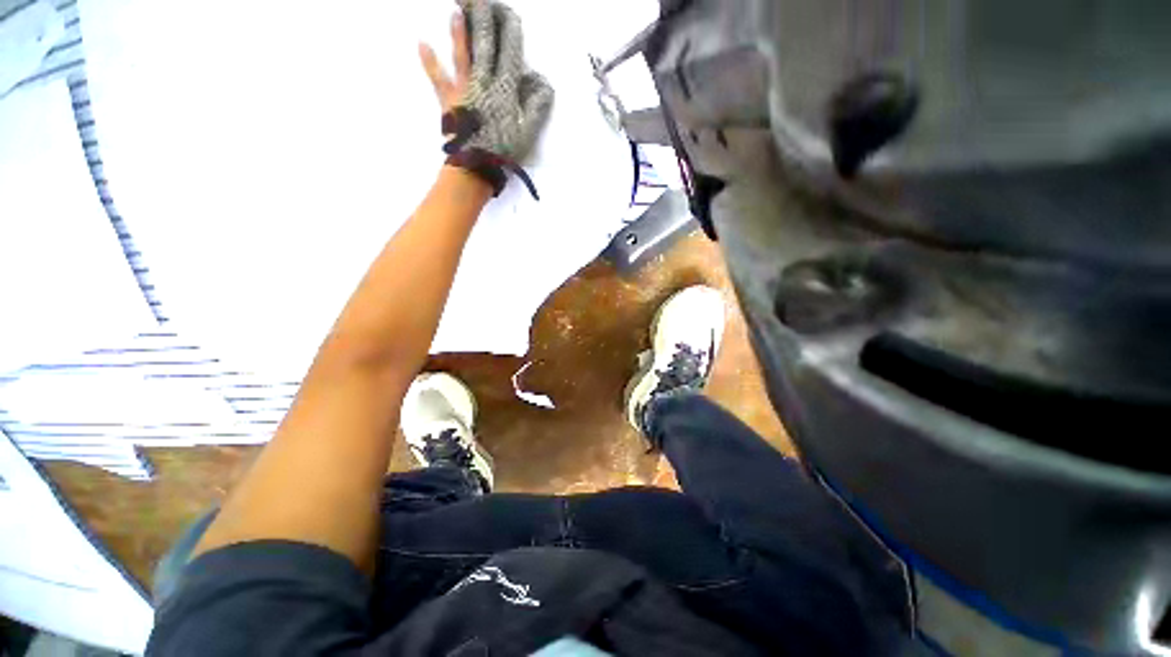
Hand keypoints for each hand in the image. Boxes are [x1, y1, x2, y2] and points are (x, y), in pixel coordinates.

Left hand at [418, 0, 553, 196]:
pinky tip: (421, 43)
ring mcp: (464, 89)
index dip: (511, 33)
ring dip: (459, 32)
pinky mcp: (449, 100)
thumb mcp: (527, 132)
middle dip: (484, 20)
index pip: (510, 54)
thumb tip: (543, 83)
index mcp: (505, 89)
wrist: (477, 166)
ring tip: (456, 10)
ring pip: (462, 55)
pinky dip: (429, 61)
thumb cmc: (503, 150)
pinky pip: (437, 77)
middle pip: (485, 46)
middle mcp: (484, 82)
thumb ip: (536, 106)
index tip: (511, 15)